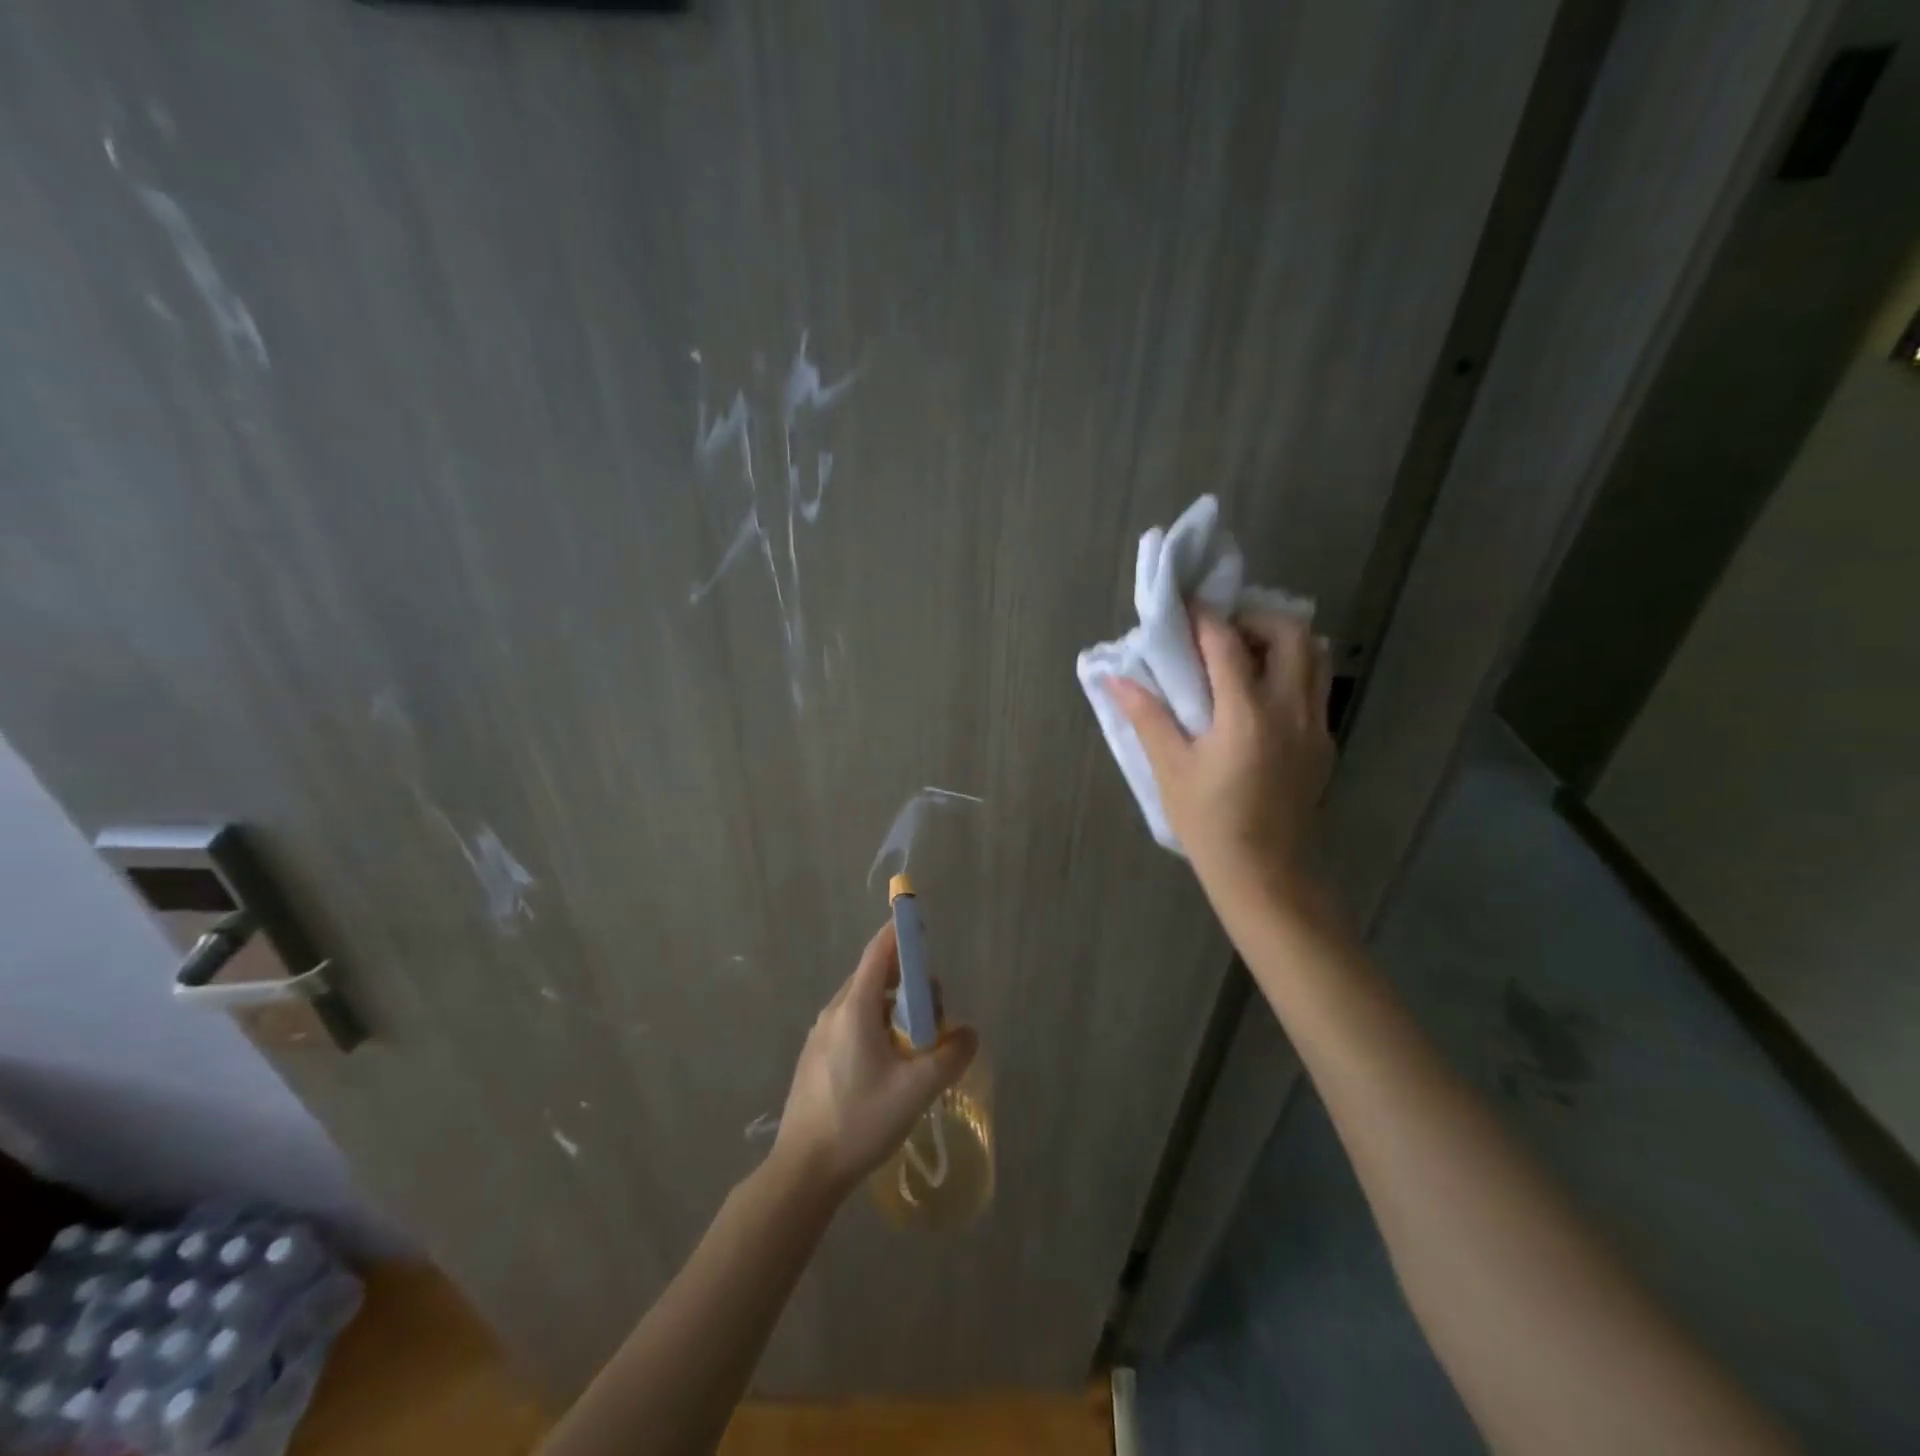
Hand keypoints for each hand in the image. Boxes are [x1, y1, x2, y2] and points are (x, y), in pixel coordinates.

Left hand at [771, 922, 978, 1198]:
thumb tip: (969, 1034)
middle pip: (876, 976)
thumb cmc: (860, 1121)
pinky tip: (890, 1065)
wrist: (803, 1170)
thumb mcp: (916, 1090)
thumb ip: (950, 1056)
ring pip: (865, 1002)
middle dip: (910, 984)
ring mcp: (821, 1033)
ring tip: (917, 1046)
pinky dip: (878, 1026)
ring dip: (895, 1009)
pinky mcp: (817, 1055)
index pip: (880, 951)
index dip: (903, 934)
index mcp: (855, 1008)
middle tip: (935, 1019)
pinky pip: (853, 1023)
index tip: (925, 928)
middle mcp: (834, 1011)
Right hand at [1105, 608, 1333, 899]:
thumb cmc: (1209, 823)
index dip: (1204, 617)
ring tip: (1243, 654)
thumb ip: (1146, 716)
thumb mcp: (1170, 769)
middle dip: (1254, 618)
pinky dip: (1292, 669)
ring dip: (1280, 641)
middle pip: (1291, 633)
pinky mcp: (1324, 743)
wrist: (1264, 874)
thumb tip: (1113, 678)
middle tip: (1220, 630)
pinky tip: (1258, 693)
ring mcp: (1315, 726)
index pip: (1228, 644)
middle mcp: (1291, 710)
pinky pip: (1316, 686)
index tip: (1185, 605)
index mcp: (1248, 715)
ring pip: (1314, 656)